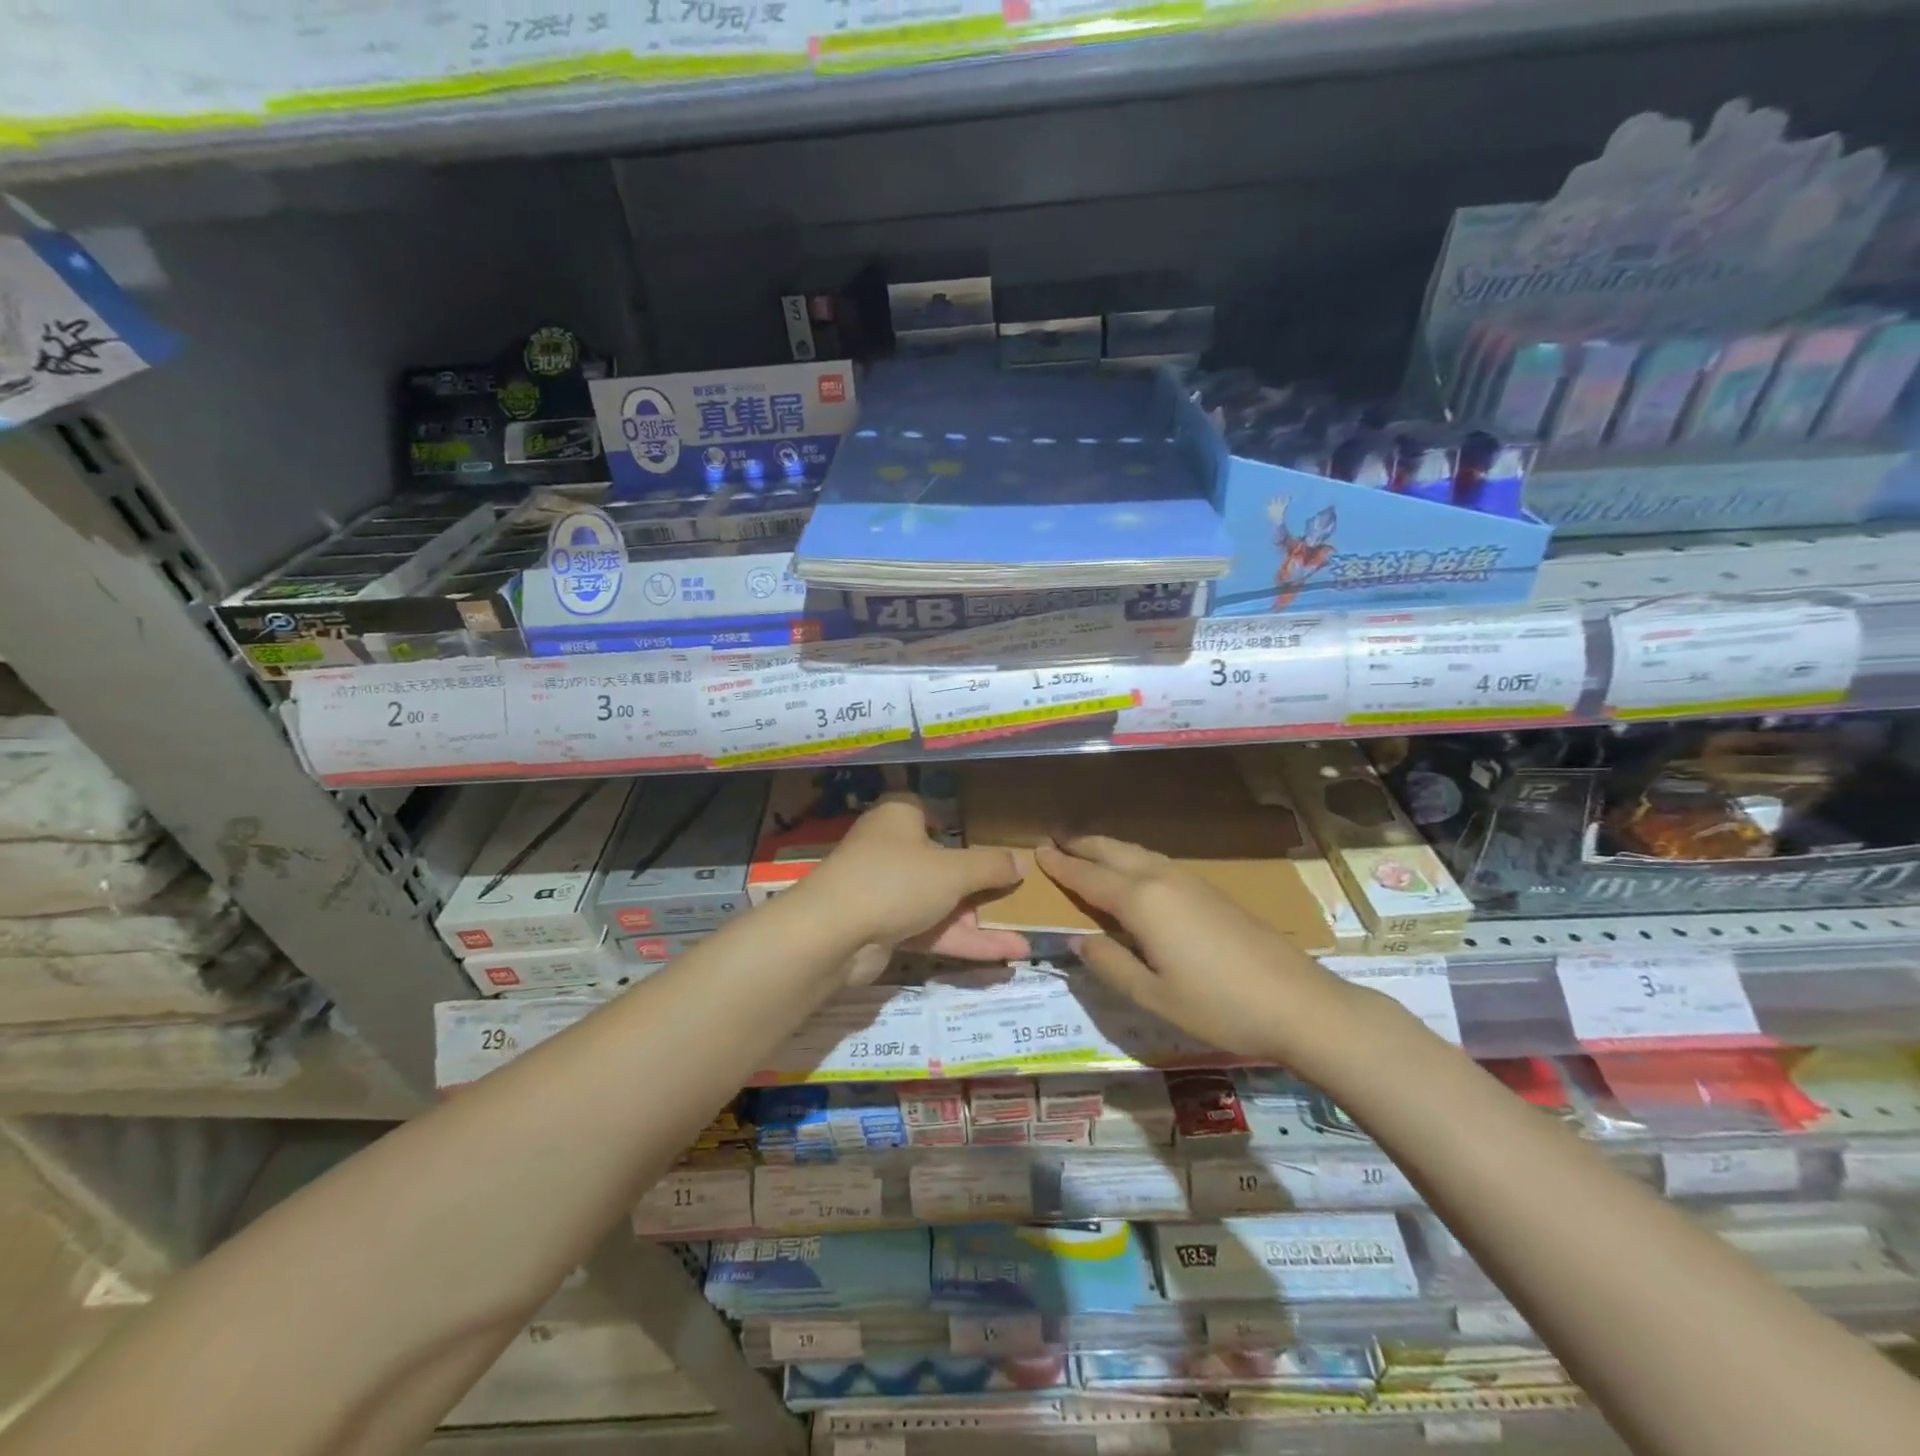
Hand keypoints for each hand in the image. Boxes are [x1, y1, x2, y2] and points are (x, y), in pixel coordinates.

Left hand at [806, 794, 1030, 978]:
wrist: (833, 934)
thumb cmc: (896, 880)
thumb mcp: (954, 870)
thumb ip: (990, 866)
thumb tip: (1021, 862)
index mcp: (900, 818)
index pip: (927, 812)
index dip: (954, 824)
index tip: (985, 842)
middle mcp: (890, 849)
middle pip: (941, 863)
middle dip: (980, 886)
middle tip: (1016, 899)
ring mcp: (886, 892)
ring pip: (940, 903)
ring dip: (979, 923)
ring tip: (1024, 943)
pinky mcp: (885, 928)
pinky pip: (931, 931)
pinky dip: (962, 942)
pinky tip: (1003, 957)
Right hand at [1035, 834, 1362, 1064]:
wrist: (1297, 1003)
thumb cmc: (1218, 1005)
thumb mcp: (1153, 997)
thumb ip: (1109, 965)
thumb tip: (1078, 941)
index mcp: (1142, 902)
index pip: (1089, 877)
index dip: (1061, 867)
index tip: (1037, 853)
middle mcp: (1163, 880)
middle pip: (1114, 852)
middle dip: (1083, 845)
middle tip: (1056, 841)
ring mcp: (1191, 881)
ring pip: (1139, 852)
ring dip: (1109, 848)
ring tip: (1088, 850)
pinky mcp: (1212, 891)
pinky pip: (1158, 862)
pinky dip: (1133, 858)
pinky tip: (1135, 872)